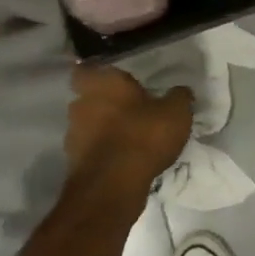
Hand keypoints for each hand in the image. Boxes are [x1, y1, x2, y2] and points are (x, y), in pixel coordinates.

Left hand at [65, 65, 193, 196]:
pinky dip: (102, 152)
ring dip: (102, 129)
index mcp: (103, 82)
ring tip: (127, 137)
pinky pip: (89, 150)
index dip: (96, 74)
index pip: (84, 70)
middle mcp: (81, 104)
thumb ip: (179, 97)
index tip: (113, 81)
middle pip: (87, 98)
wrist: (113, 186)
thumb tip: (181, 91)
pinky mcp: (73, 162)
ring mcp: (73, 135)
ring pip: (87, 125)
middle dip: (103, 103)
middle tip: (128, 109)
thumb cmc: (143, 135)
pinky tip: (122, 159)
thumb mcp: (176, 112)